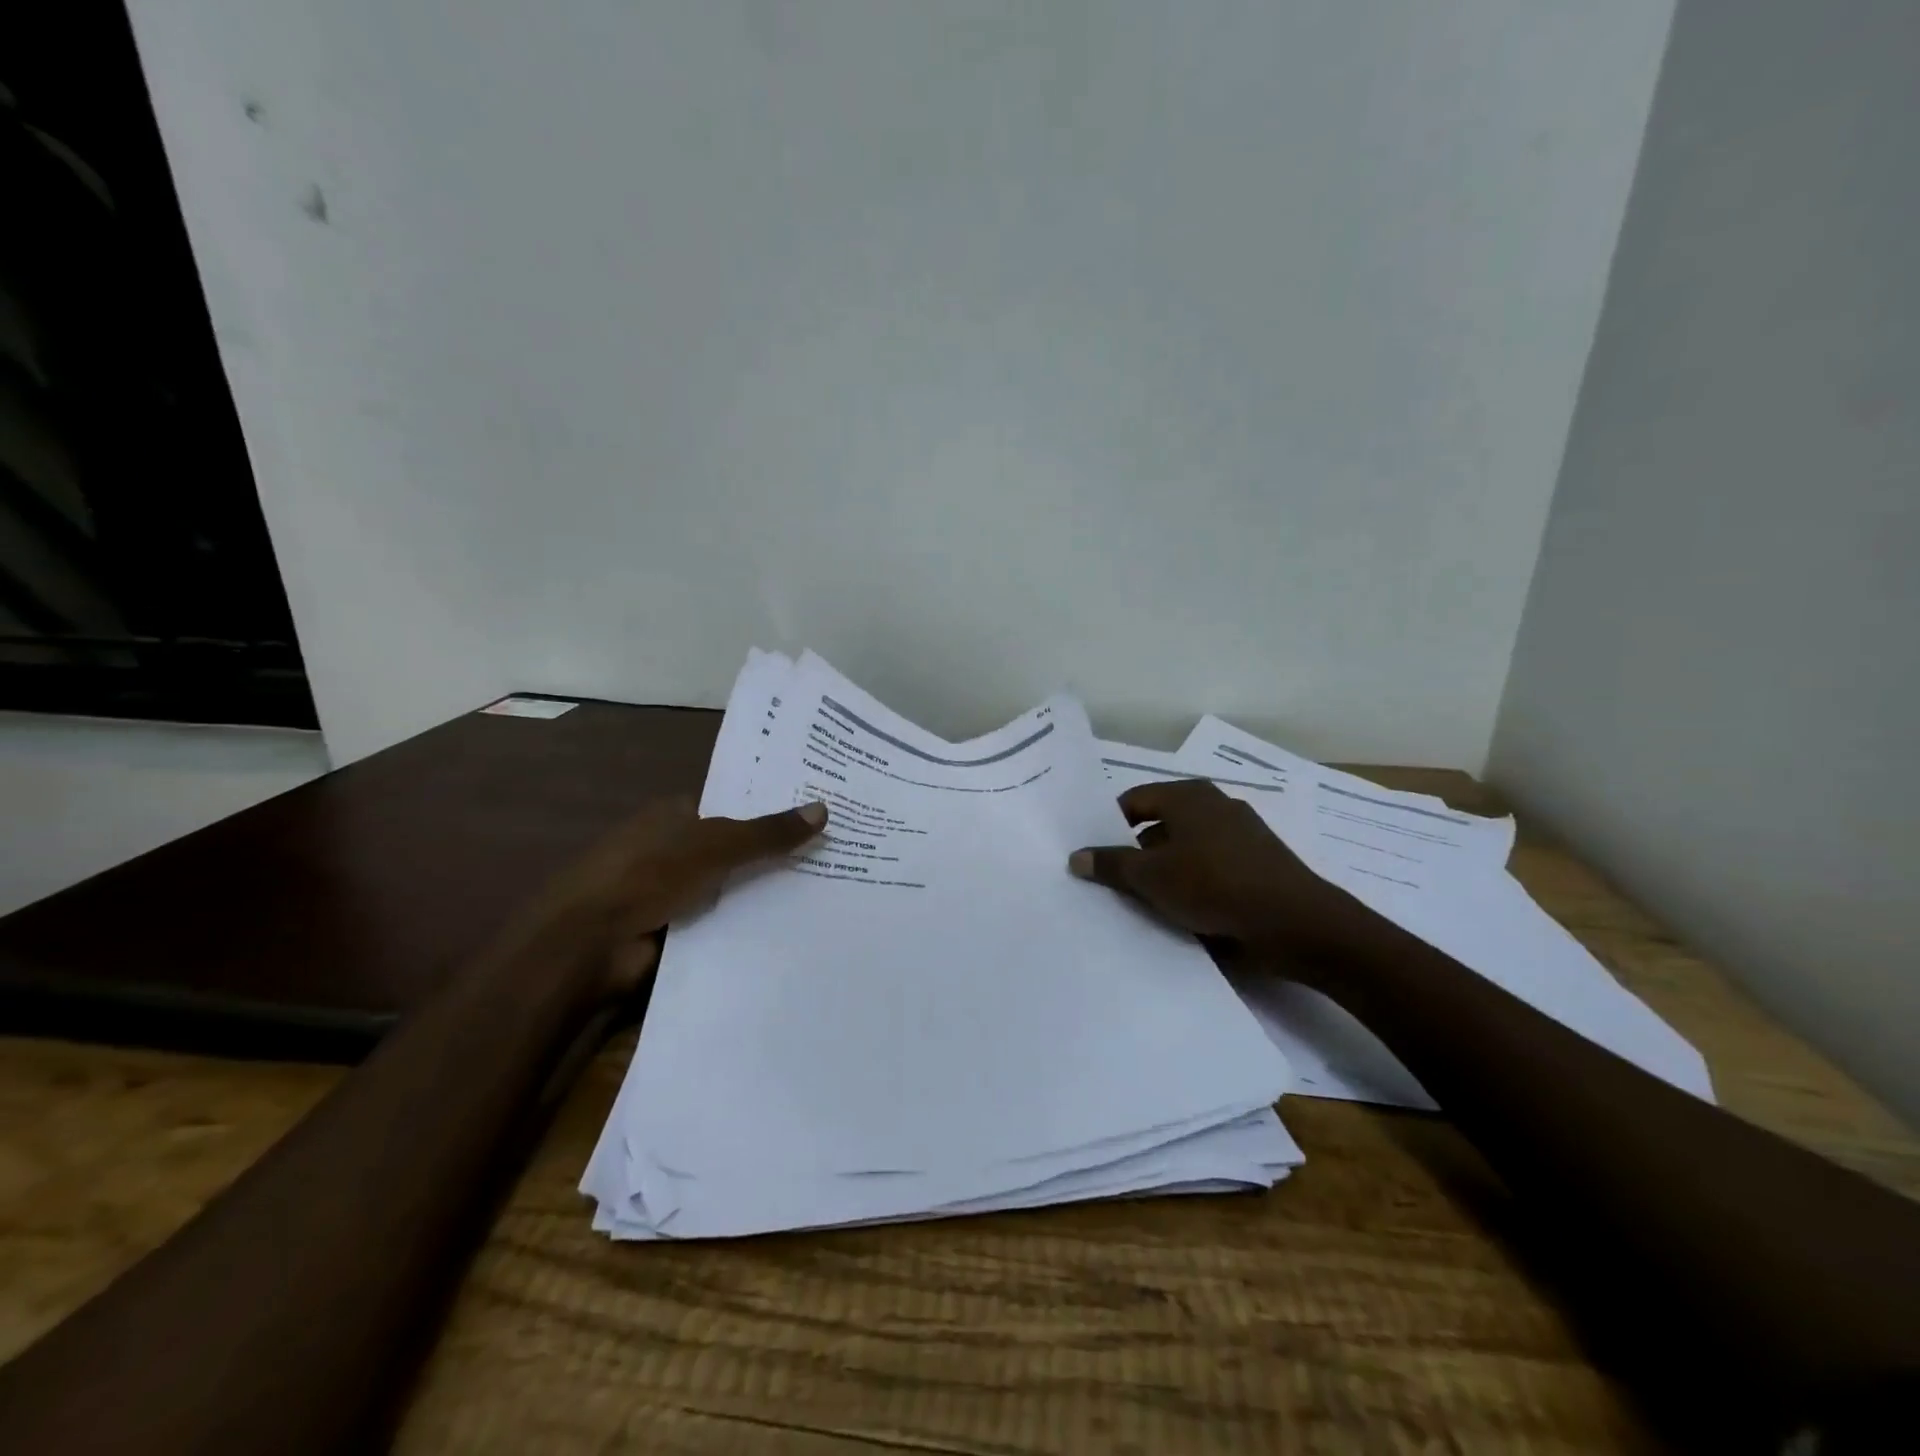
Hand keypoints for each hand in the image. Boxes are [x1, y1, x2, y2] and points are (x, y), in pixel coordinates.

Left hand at [496, 796, 827, 999]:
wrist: (587, 946)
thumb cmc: (646, 876)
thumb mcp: (715, 846)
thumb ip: (768, 833)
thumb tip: (824, 810)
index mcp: (676, 815)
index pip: (734, 805)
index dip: (773, 809)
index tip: (819, 815)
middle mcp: (675, 848)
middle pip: (737, 848)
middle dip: (776, 853)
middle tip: (835, 854)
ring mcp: (673, 891)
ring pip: (733, 887)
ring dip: (766, 893)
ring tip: (829, 891)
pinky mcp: (675, 930)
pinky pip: (723, 921)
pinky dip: (750, 924)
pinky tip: (795, 927)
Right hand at [1067, 780, 1365, 964]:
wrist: (1295, 923)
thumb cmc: (1214, 885)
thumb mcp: (1151, 877)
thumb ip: (1110, 864)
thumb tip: (1076, 856)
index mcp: (1188, 796)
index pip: (1133, 800)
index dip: (1108, 825)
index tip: (1093, 855)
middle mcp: (1214, 805)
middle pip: (1159, 824)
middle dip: (1134, 852)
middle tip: (1110, 881)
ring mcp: (1240, 834)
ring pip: (1185, 849)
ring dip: (1163, 871)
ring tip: (1141, 902)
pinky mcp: (1256, 864)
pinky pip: (1210, 868)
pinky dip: (1192, 883)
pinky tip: (1181, 911)